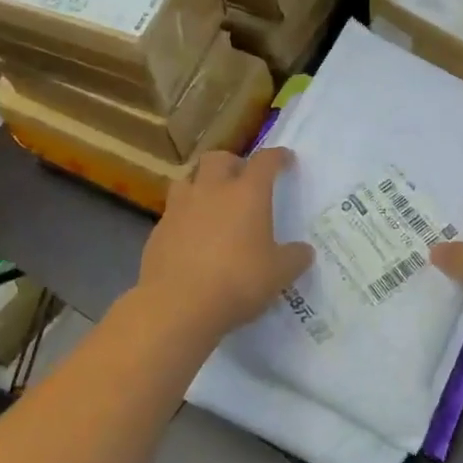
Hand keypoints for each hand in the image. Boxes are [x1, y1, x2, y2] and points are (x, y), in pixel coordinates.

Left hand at [137, 147, 312, 339]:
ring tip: (212, 202)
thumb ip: (294, 258)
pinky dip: (185, 215)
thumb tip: (304, 251)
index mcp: (247, 194)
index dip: (277, 157)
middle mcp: (212, 191)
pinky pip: (173, 211)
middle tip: (242, 179)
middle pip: (219, 158)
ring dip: (202, 183)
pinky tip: (192, 236)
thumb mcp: (279, 274)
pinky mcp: (158, 230)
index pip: (265, 161)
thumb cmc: (237, 282)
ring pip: (188, 179)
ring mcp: (180, 208)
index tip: (285, 160)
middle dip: (233, 163)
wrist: (177, 305)